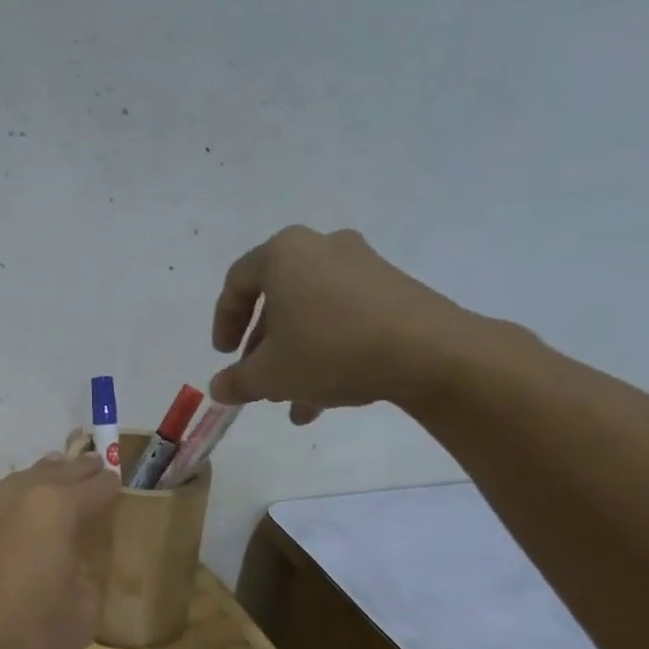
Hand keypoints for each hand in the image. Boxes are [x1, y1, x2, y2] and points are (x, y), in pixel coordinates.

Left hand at [0, 454, 120, 648]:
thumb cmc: (20, 631)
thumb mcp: (81, 617)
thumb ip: (90, 582)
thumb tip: (78, 567)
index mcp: (58, 509)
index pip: (95, 488)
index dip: (110, 485)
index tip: (117, 483)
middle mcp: (20, 494)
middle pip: (57, 472)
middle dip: (78, 470)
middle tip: (92, 465)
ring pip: (18, 478)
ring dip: (39, 475)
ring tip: (51, 472)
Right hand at [209, 226, 479, 422]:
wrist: (429, 353)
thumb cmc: (330, 350)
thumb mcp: (269, 375)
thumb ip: (236, 381)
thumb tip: (219, 388)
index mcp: (284, 254)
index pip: (237, 283)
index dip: (224, 323)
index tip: (224, 356)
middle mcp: (322, 248)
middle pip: (277, 300)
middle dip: (264, 347)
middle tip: (258, 380)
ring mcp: (363, 266)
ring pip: (312, 314)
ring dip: (296, 357)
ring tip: (292, 400)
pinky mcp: (394, 289)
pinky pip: (345, 318)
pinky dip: (328, 351)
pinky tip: (327, 396)